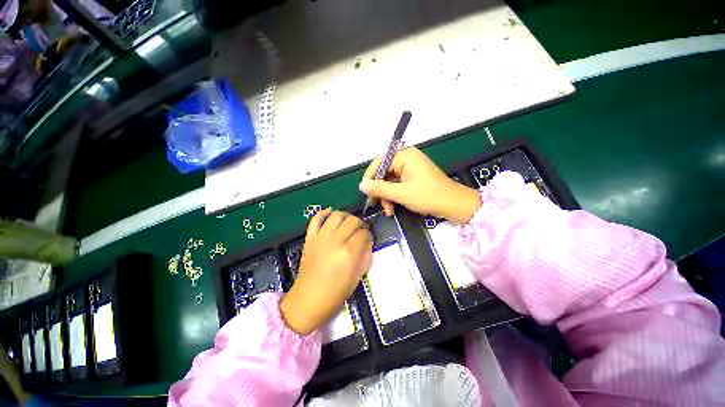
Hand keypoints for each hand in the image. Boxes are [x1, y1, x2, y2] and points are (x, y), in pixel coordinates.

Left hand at [280, 209, 372, 334]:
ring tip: (348, 223)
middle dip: (360, 223)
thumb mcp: (358, 276)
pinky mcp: (310, 238)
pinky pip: (315, 219)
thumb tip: (367, 242)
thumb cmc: (336, 292)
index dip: (369, 234)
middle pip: (352, 221)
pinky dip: (323, 213)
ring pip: (336, 215)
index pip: (363, 233)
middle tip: (361, 231)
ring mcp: (320, 238)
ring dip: (346, 216)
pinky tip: (330, 213)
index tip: (369, 239)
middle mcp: (335, 241)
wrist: (309, 300)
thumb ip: (366, 255)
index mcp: (349, 253)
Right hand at [359, 147, 481, 223]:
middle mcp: (406, 159)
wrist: (454, 205)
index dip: (370, 177)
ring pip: (389, 182)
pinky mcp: (412, 179)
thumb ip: (380, 188)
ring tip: (388, 211)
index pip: (380, 162)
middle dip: (380, 191)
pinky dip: (393, 197)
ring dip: (387, 197)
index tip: (364, 191)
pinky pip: (397, 186)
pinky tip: (392, 208)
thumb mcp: (402, 193)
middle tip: (375, 204)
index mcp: (405, 156)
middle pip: (384, 173)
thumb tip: (361, 186)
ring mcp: (410, 170)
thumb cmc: (429, 196)